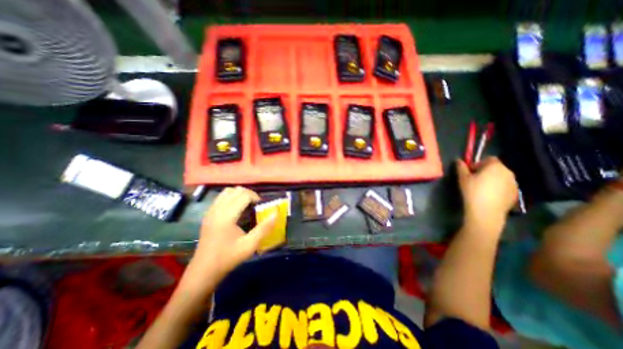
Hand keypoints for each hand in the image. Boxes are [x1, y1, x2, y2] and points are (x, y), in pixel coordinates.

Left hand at [188, 186, 274, 281]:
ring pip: (227, 191)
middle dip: (249, 194)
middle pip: (236, 190)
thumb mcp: (250, 245)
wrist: (204, 270)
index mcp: (226, 216)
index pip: (243, 195)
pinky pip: (221, 197)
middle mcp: (217, 209)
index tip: (261, 206)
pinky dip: (231, 197)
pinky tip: (236, 209)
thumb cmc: (228, 257)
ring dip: (240, 194)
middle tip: (256, 205)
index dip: (255, 197)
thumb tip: (276, 213)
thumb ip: (264, 228)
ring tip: (247, 205)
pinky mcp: (208, 214)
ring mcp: (211, 211)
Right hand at [456, 159, 518, 234]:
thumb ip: (461, 167)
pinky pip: (505, 187)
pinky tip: (489, 196)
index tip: (470, 172)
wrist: (486, 211)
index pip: (489, 159)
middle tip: (474, 180)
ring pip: (501, 177)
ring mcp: (514, 184)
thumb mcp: (463, 178)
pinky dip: (498, 188)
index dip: (478, 164)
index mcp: (496, 166)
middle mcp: (508, 172)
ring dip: (493, 180)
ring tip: (482, 188)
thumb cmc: (473, 191)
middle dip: (486, 171)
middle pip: (496, 168)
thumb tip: (458, 160)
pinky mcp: (515, 194)